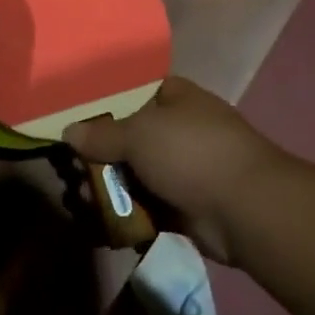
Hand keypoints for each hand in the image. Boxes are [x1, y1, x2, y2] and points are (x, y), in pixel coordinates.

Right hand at [64, 77, 287, 264]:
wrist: (246, 209)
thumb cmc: (191, 153)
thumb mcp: (138, 134)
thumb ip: (101, 134)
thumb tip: (68, 131)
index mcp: (176, 98)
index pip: (134, 92)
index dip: (104, 103)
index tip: (74, 119)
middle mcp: (180, 130)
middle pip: (129, 138)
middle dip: (99, 155)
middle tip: (69, 168)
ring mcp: (183, 170)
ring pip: (135, 175)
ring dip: (108, 189)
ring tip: (78, 199)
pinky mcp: (184, 207)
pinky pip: (146, 207)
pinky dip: (125, 214)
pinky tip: (98, 222)